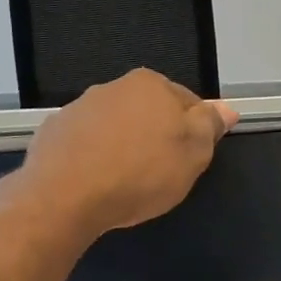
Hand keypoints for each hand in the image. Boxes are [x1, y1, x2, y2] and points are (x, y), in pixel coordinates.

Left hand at [8, 70, 237, 239]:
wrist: (65, 196)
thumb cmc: (140, 174)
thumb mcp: (192, 155)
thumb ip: (209, 126)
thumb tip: (227, 108)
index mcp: (151, 85)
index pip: (188, 103)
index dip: (194, 134)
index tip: (190, 161)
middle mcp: (113, 86)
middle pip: (149, 112)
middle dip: (157, 137)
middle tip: (161, 174)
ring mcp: (79, 108)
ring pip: (115, 127)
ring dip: (124, 146)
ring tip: (125, 182)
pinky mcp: (54, 132)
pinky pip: (86, 144)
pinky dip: (94, 157)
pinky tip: (96, 183)